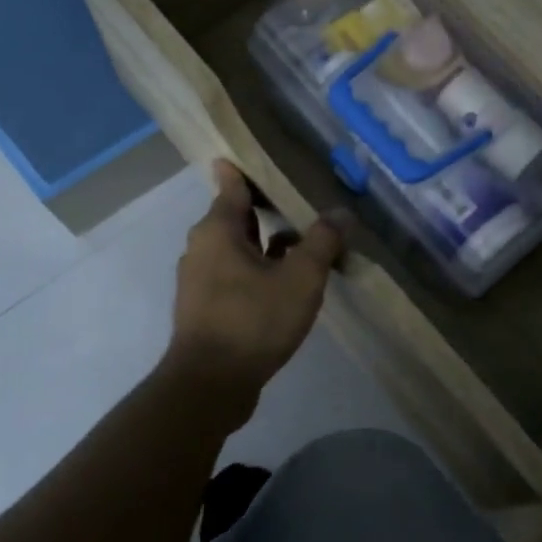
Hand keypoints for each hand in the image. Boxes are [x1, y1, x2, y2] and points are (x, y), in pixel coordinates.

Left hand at [165, 159, 346, 403]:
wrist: (211, 383)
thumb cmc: (254, 320)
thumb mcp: (301, 278)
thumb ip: (323, 242)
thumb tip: (342, 212)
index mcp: (217, 231)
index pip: (231, 186)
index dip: (244, 170)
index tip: (258, 157)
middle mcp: (201, 249)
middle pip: (235, 217)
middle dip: (264, 208)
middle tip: (298, 199)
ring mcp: (200, 281)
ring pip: (236, 249)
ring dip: (265, 244)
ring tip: (300, 243)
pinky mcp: (205, 308)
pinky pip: (234, 275)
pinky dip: (257, 271)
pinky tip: (285, 285)